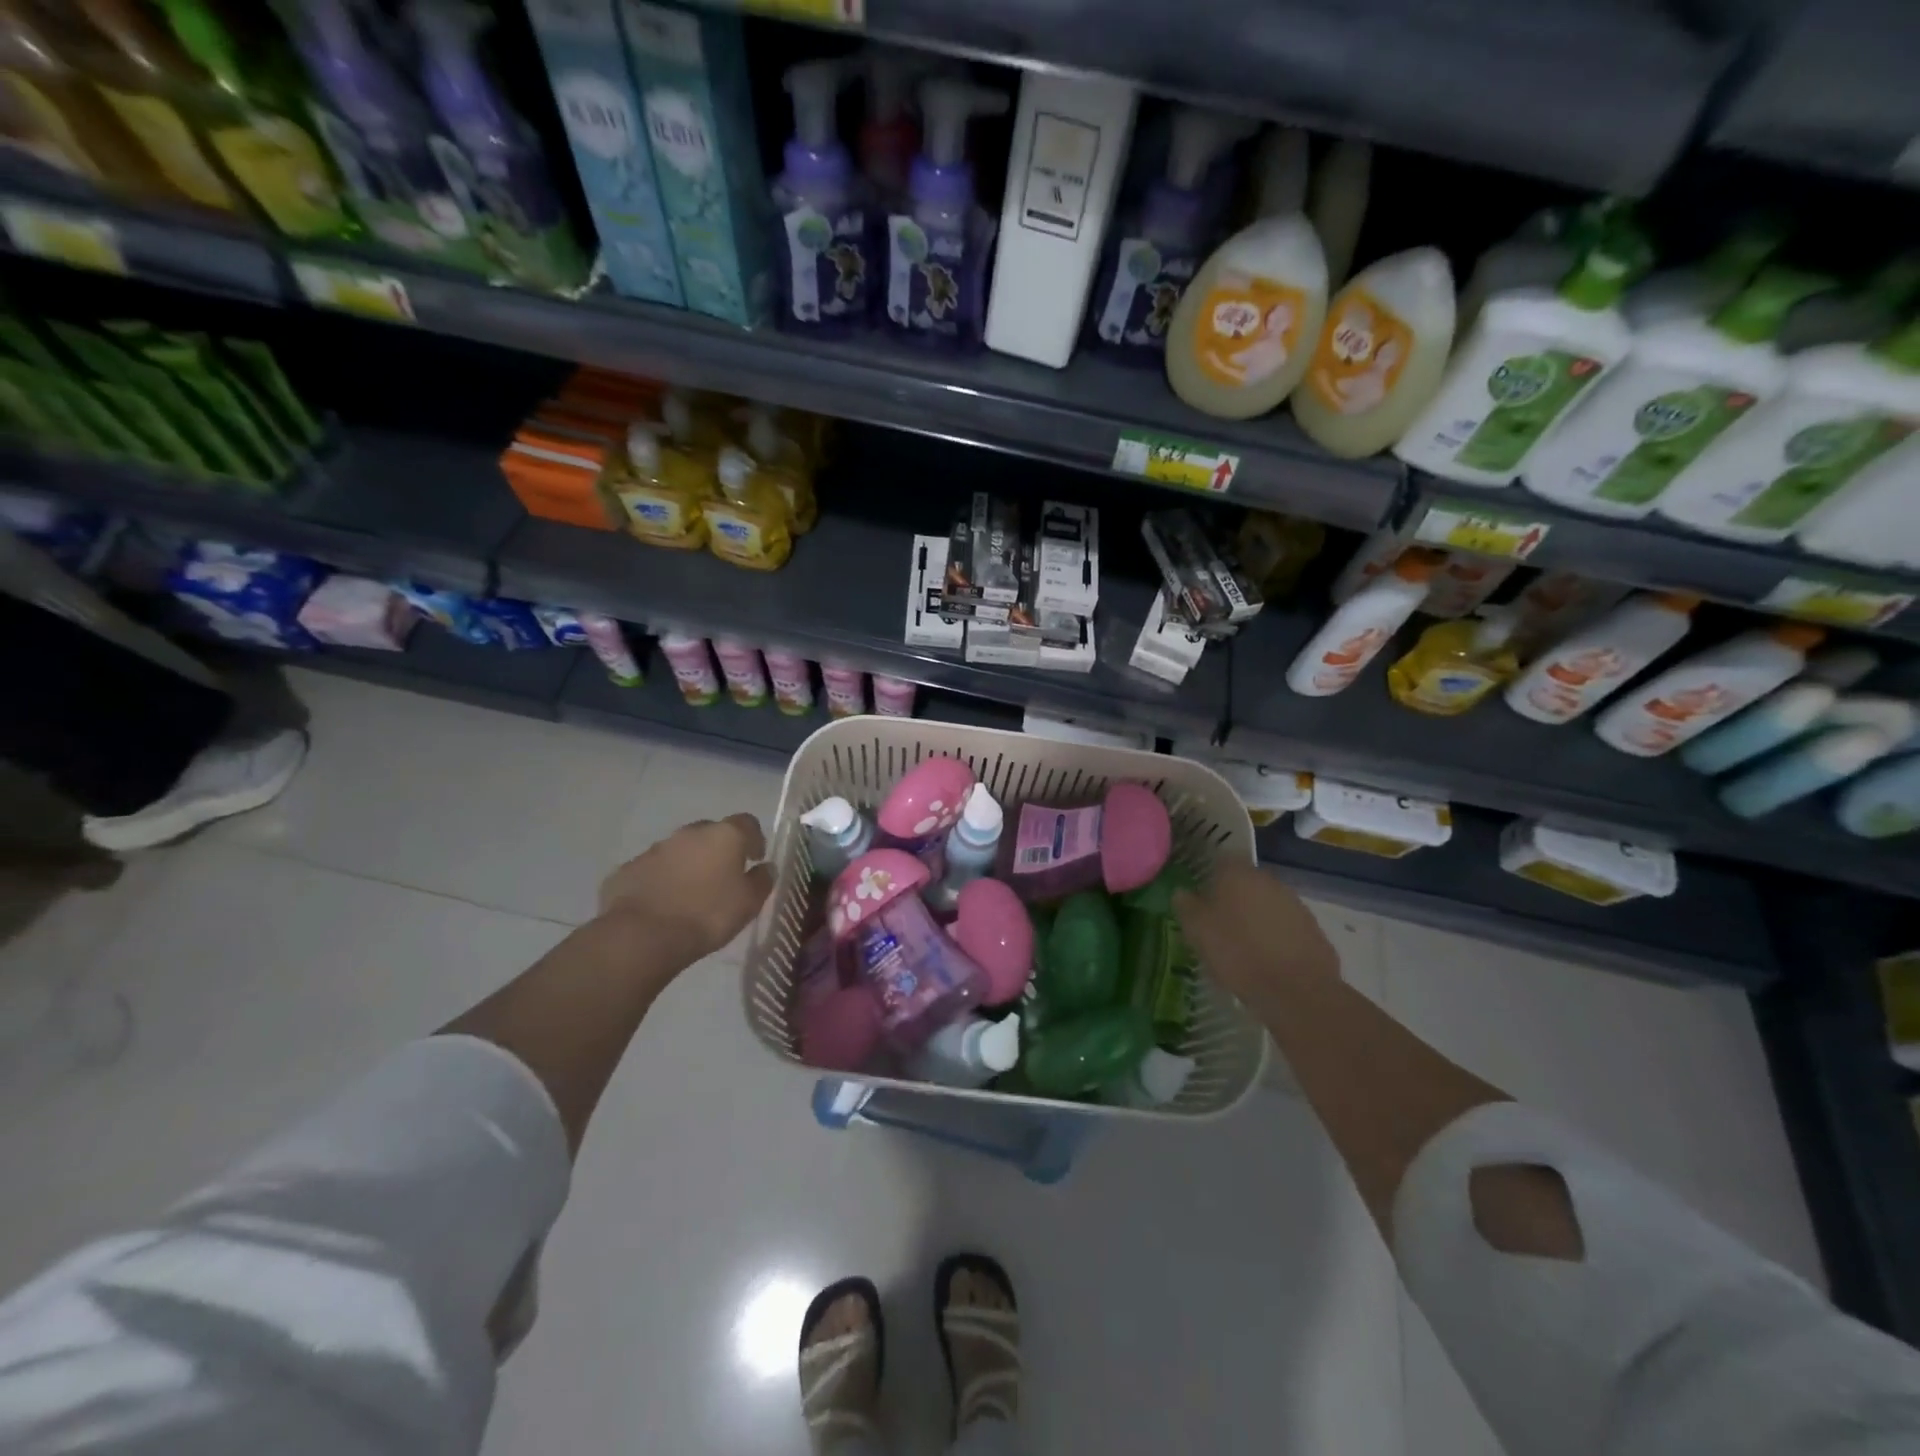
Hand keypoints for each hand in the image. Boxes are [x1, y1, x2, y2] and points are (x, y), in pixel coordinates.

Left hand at [598, 814, 773, 962]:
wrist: (642, 936)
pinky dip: (662, 880)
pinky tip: (663, 904)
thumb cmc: (708, 915)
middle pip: (711, 832)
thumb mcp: (749, 903)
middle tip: (722, 877)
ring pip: (679, 850)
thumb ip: (762, 881)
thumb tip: (765, 868)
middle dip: (718, 850)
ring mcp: (655, 849)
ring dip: (689, 864)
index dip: (754, 839)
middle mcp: (690, 833)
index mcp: (724, 836)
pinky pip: (653, 869)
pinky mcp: (628, 869)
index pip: (747, 823)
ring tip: (691, 894)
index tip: (754, 859)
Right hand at [1174, 860, 1340, 1010]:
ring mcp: (1294, 904)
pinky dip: (1274, 936)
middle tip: (1216, 922)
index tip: (1198, 895)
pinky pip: (1285, 926)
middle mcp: (1268, 881)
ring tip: (1241, 944)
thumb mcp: (1198, 931)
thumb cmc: (1238, 954)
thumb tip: (1182, 892)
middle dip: (1232, 897)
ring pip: (1266, 903)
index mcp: (1238, 874)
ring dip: (1254, 917)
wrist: (1297, 992)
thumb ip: (1186, 906)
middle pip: (1244, 882)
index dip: (1208, 876)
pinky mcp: (1313, 929)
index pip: (1219, 861)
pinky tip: (1266, 958)